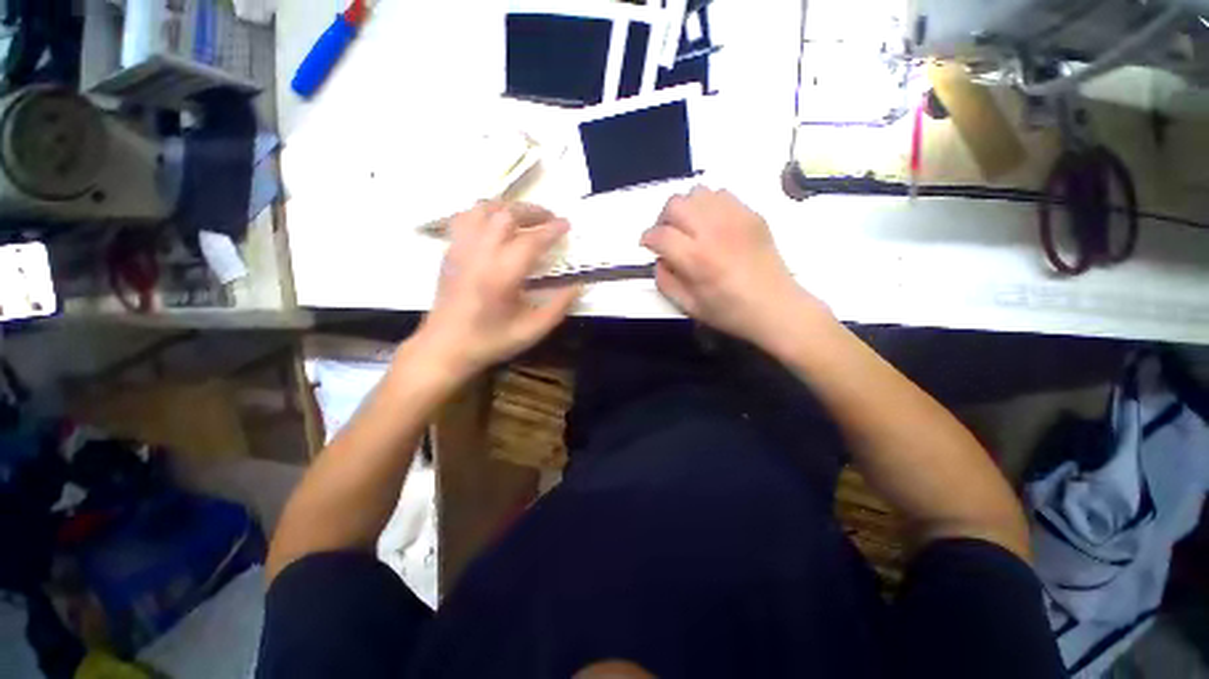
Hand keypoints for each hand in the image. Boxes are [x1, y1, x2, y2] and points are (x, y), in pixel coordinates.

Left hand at [413, 201, 579, 380]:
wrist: (445, 347)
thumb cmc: (490, 341)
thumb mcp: (532, 330)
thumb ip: (558, 307)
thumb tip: (578, 285)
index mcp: (501, 275)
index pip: (531, 241)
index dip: (552, 230)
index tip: (567, 224)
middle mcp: (479, 254)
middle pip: (506, 215)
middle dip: (532, 211)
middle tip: (549, 217)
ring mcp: (460, 250)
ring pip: (482, 209)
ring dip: (507, 207)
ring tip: (524, 216)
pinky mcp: (449, 252)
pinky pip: (465, 218)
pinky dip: (485, 213)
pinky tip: (495, 224)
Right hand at [641, 187, 828, 350]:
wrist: (776, 307)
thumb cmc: (730, 312)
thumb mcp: (688, 306)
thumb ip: (665, 281)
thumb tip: (659, 259)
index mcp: (696, 258)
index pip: (660, 234)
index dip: (648, 238)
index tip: (648, 245)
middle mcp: (713, 231)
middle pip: (675, 204)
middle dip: (663, 219)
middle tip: (668, 235)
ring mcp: (735, 218)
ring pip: (697, 192)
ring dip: (686, 208)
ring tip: (690, 227)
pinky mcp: (752, 214)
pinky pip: (721, 194)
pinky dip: (708, 205)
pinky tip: (712, 224)